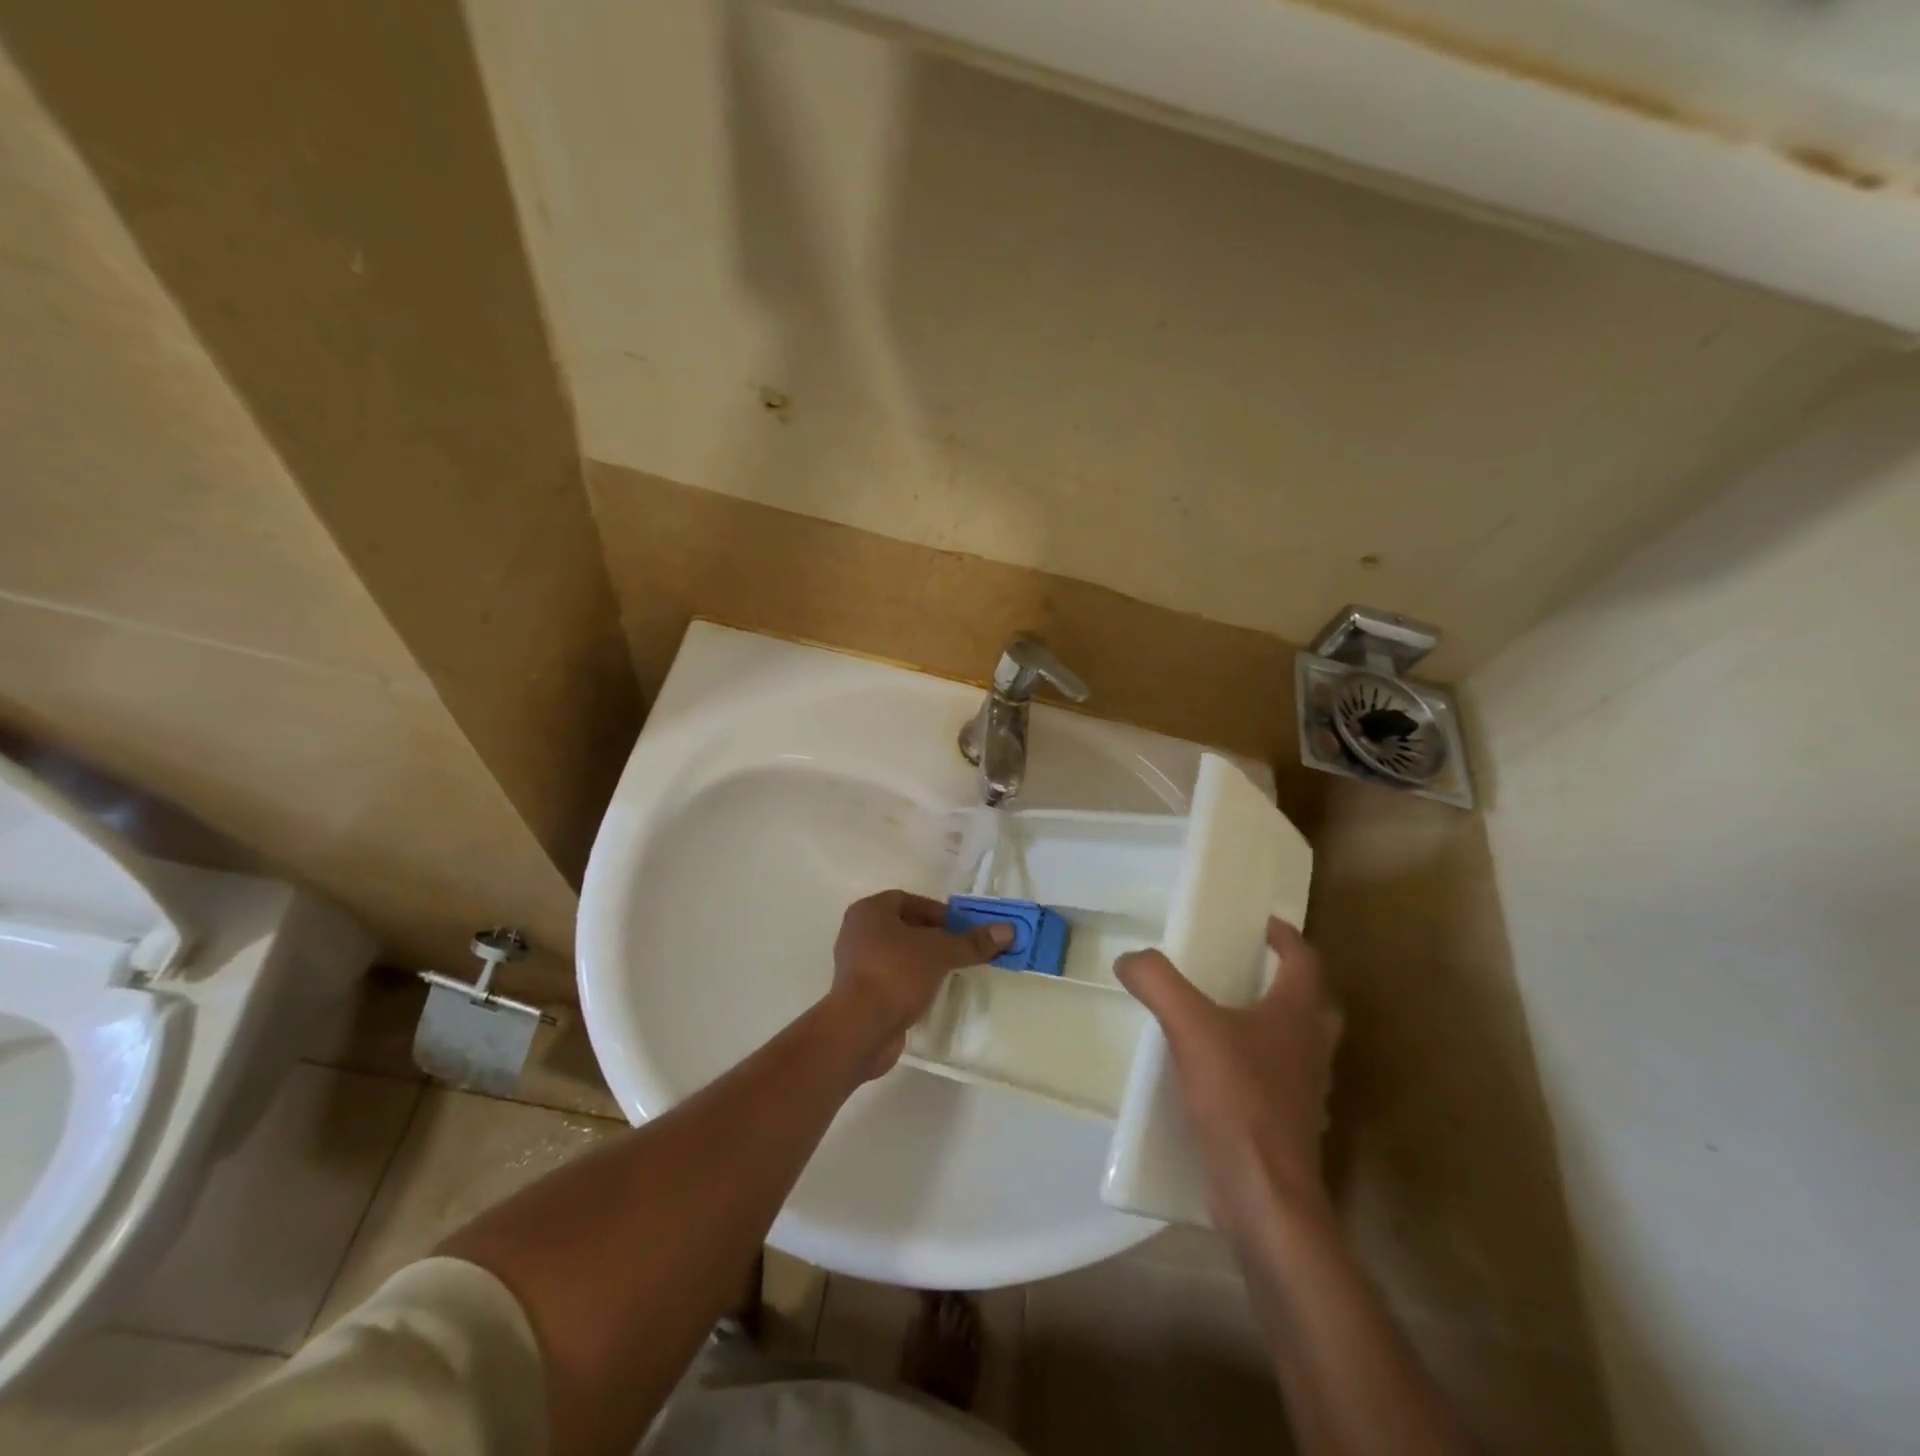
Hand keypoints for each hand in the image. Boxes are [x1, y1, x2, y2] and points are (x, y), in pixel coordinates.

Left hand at [829, 890, 1011, 1078]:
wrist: (860, 1028)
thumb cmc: (896, 973)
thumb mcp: (940, 952)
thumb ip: (972, 942)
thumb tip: (1008, 930)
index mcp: (869, 911)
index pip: (909, 900)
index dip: (938, 912)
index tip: (962, 928)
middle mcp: (858, 932)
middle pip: (904, 927)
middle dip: (934, 937)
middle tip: (961, 950)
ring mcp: (856, 965)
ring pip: (898, 955)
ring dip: (923, 961)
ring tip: (951, 973)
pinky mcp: (860, 994)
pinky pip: (892, 979)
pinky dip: (911, 983)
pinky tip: (931, 994)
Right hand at [1115, 919, 1340, 1233]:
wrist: (1265, 1198)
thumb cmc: (1238, 1100)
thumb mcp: (1190, 1028)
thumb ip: (1158, 983)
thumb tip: (1130, 958)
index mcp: (1297, 1016)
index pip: (1304, 960)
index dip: (1285, 937)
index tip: (1261, 924)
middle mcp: (1311, 1049)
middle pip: (1311, 1003)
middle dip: (1284, 980)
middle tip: (1246, 968)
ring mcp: (1306, 1092)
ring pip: (1297, 1044)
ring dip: (1271, 1025)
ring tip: (1225, 1017)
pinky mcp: (1288, 1127)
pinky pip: (1276, 1081)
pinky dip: (1254, 1067)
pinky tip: (1216, 1074)